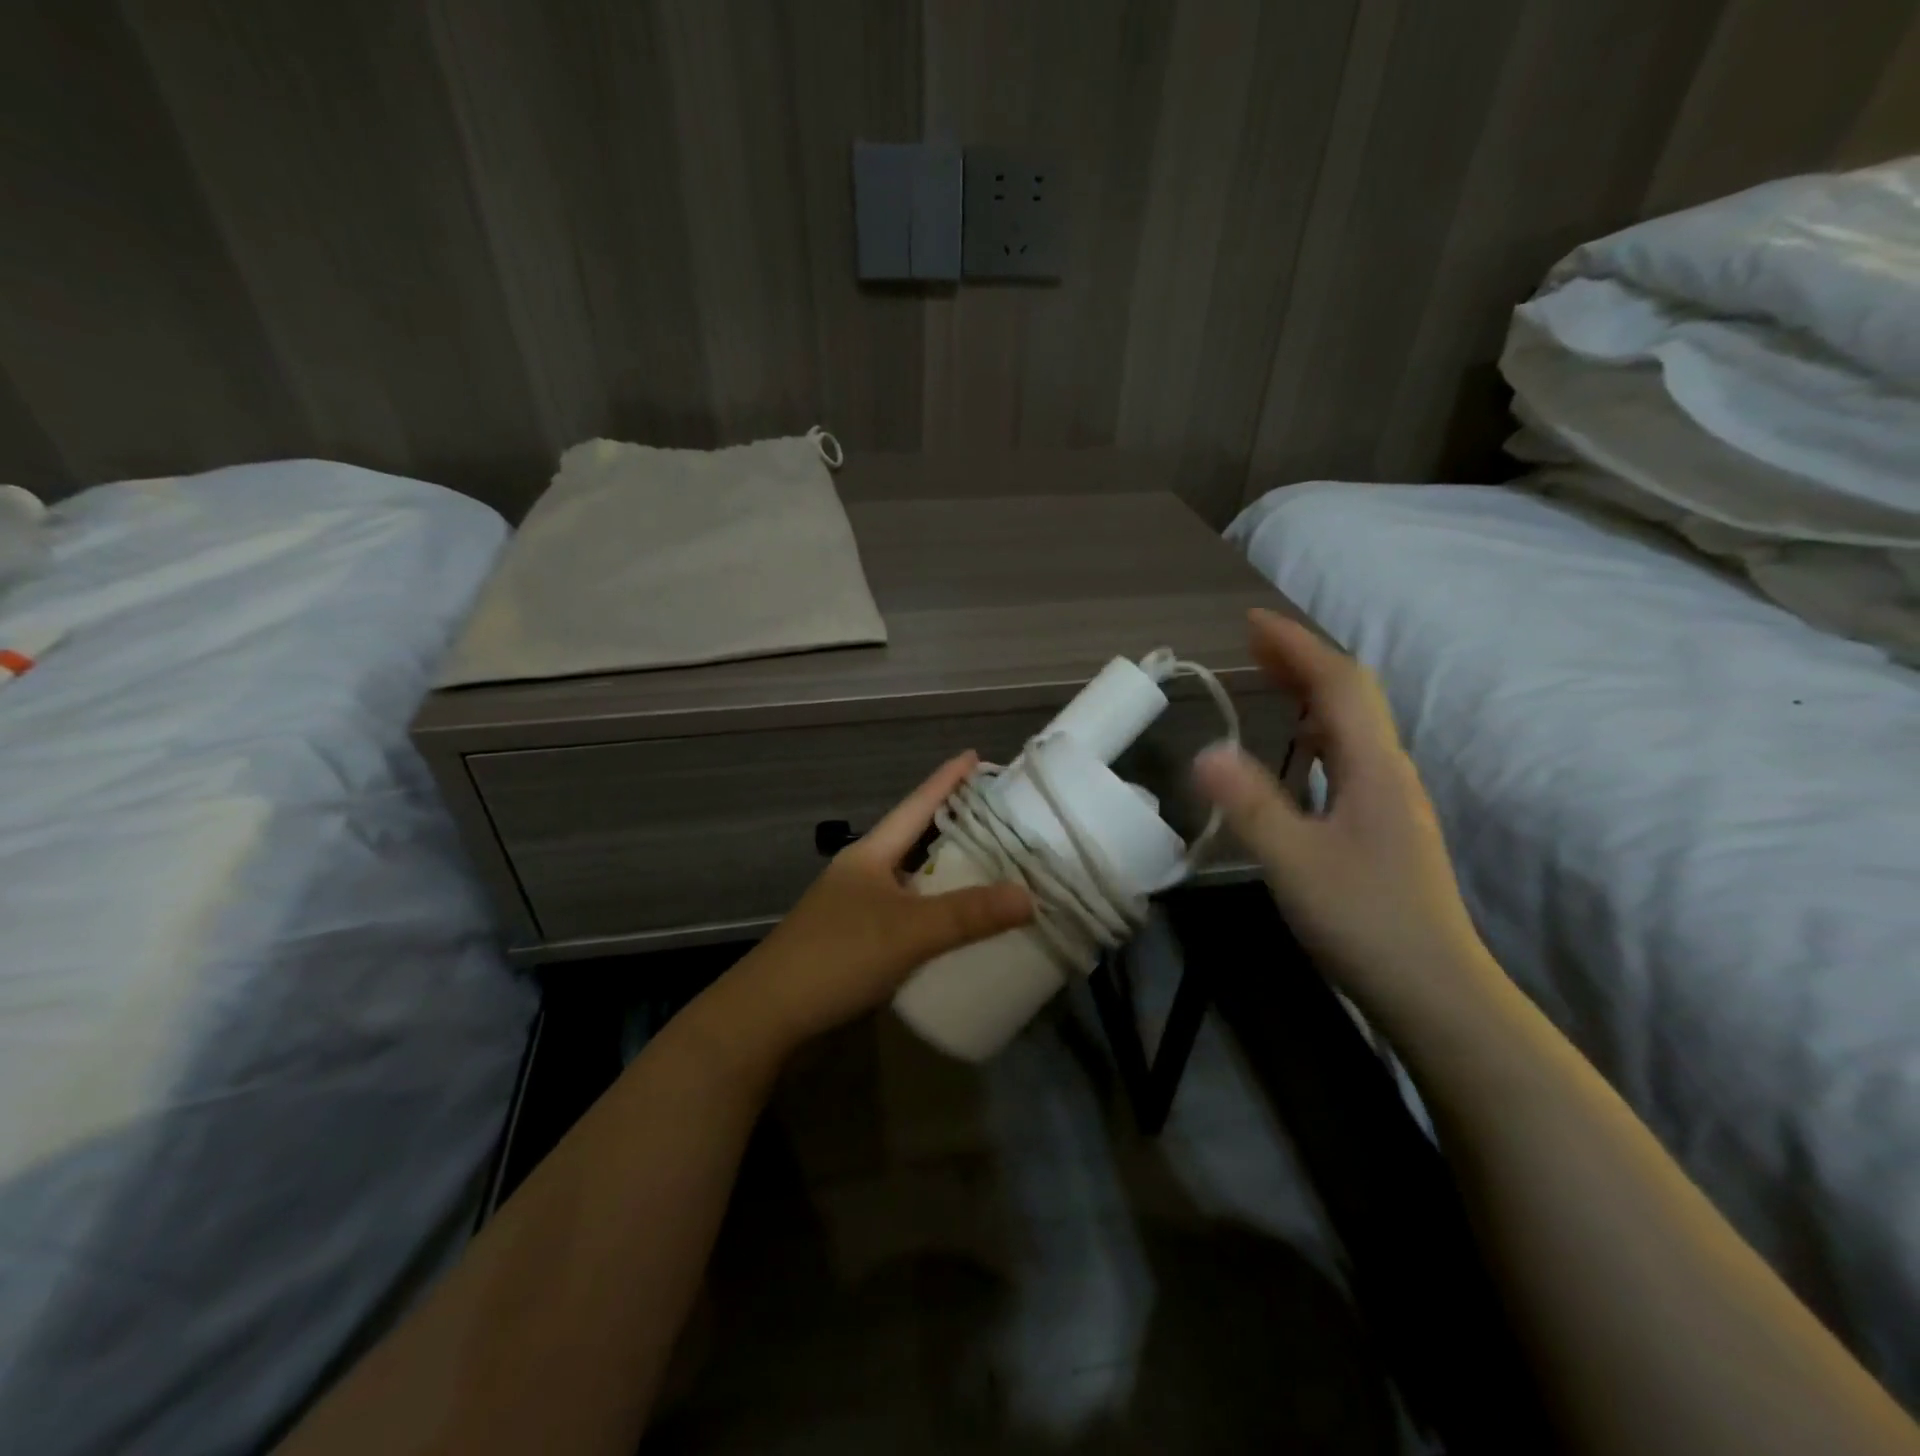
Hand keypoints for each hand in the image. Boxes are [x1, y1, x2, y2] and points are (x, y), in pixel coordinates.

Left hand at [726, 751, 1033, 1051]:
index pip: (916, 805)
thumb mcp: (907, 931)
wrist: (768, 1016)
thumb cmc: (836, 956)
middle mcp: (864, 874)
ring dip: (947, 875)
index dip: (946, 780)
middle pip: (915, 840)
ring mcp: (858, 909)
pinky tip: (959, 927)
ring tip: (991, 868)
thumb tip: (1029, 896)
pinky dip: (936, 914)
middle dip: (954, 826)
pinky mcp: (858, 943)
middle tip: (999, 817)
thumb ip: (967, 914)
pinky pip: (909, 916)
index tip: (976, 755)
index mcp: (870, 855)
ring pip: (913, 880)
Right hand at [1192, 610, 1491, 1022]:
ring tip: (1271, 683)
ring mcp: (1391, 801)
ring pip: (1353, 728)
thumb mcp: (1295, 861)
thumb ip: (1250, 804)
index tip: (1252, 621)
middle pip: (1351, 697)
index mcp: (1373, 768)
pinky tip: (1299, 752)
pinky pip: (1349, 757)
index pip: (1338, 685)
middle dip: (1303, 662)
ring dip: (1312, 694)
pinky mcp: (1384, 827)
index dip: (1297, 647)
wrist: (1435, 991)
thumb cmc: (1365, 921)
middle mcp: (1389, 773)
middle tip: (1254, 645)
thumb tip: (1204, 749)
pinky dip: (1318, 733)